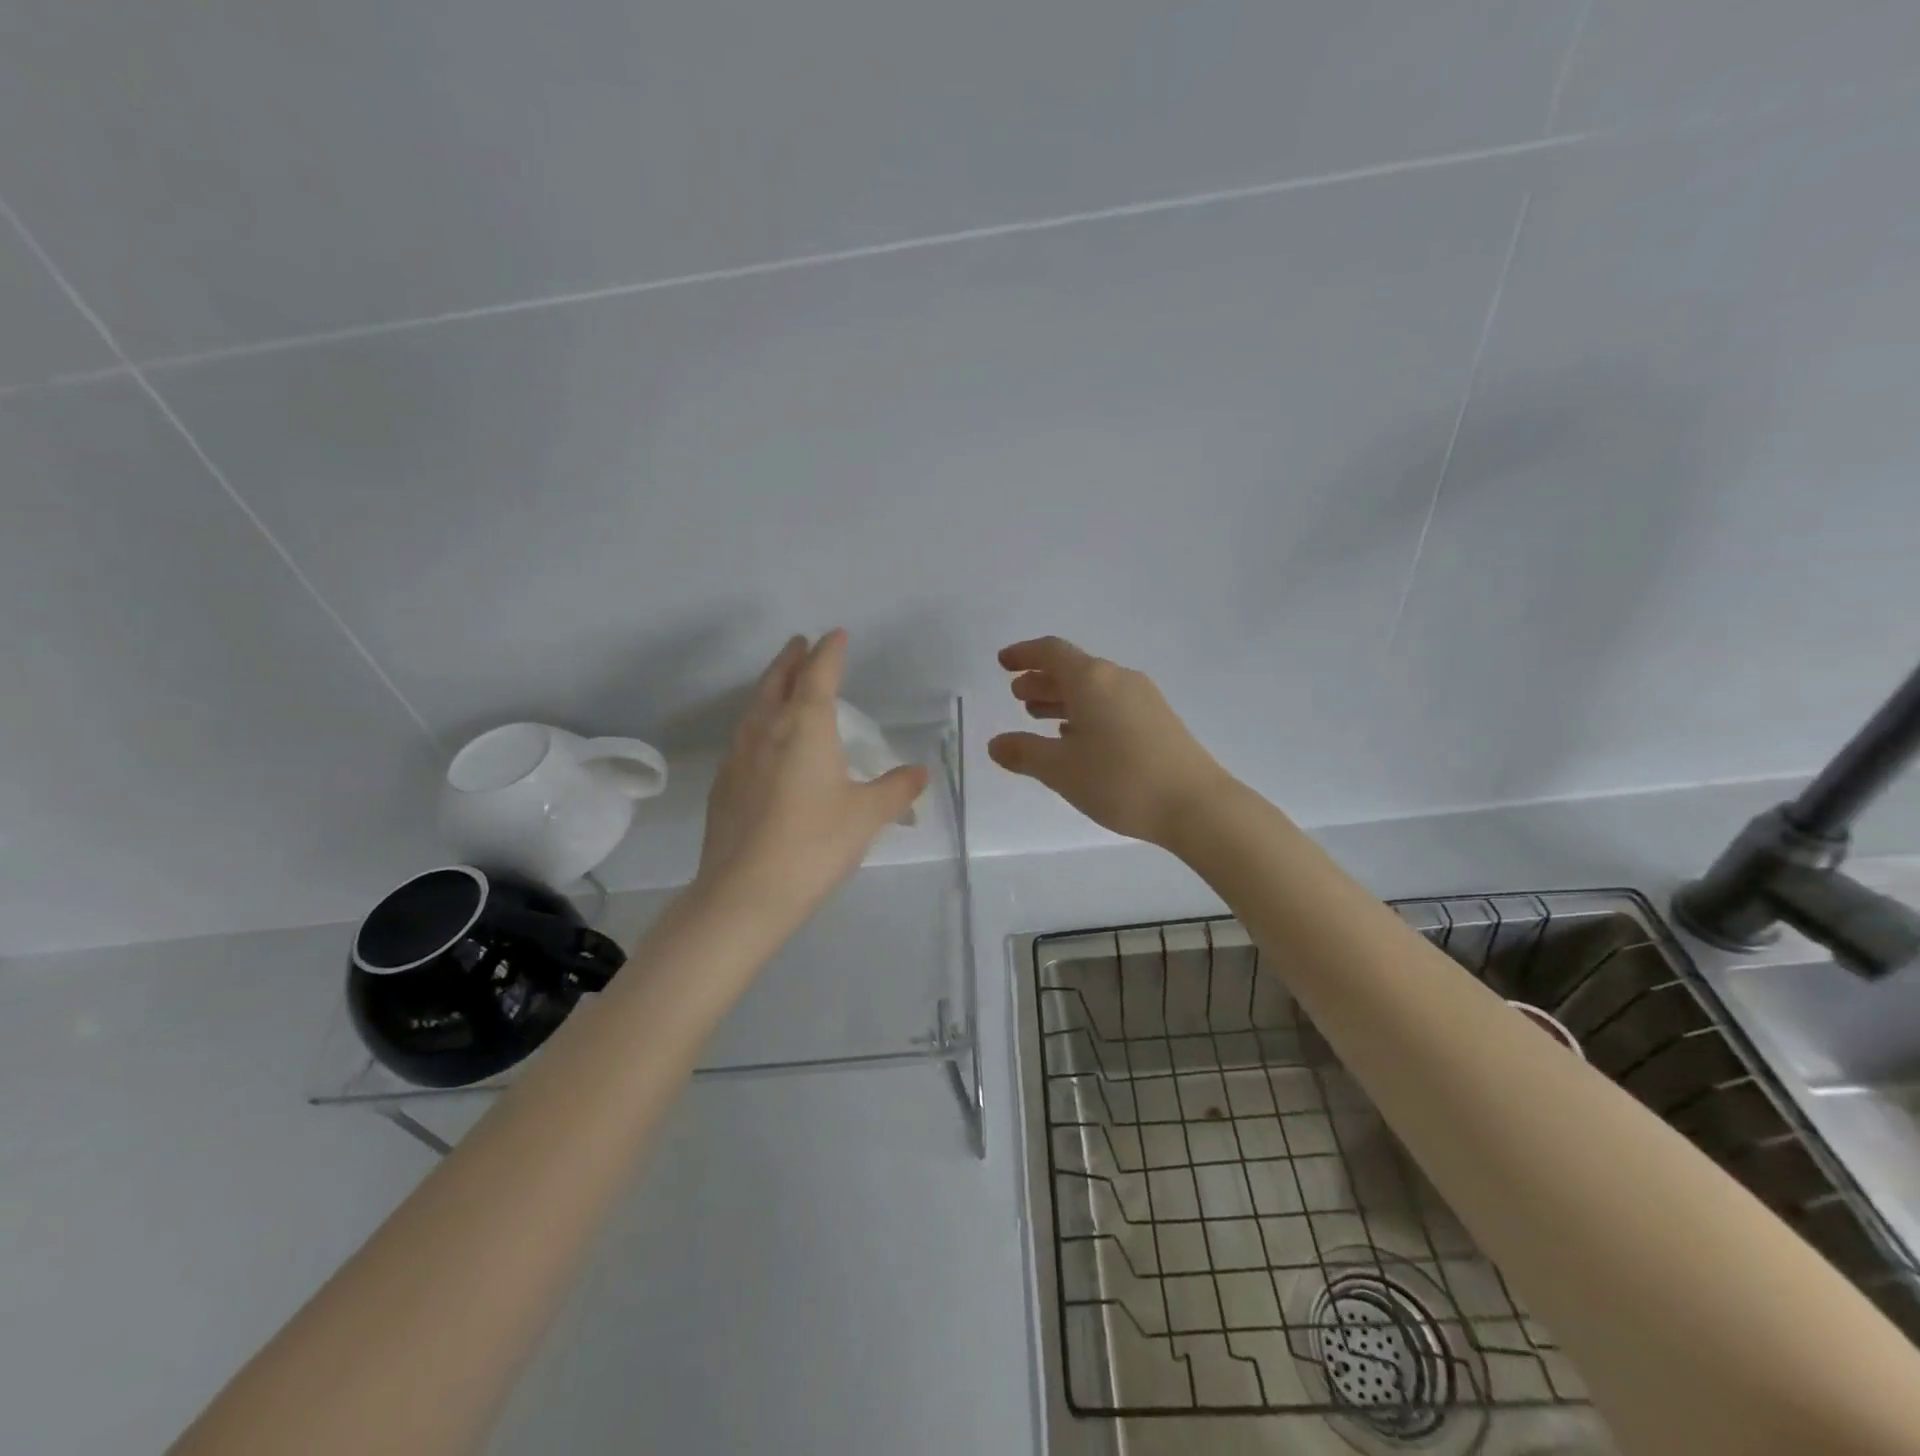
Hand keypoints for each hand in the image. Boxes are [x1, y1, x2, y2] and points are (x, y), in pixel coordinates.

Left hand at [695, 631, 928, 927]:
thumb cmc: (815, 844)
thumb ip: (895, 789)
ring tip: (782, 682)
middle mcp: (767, 729)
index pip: (819, 674)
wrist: (744, 893)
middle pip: (778, 680)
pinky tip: (764, 741)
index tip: (836, 635)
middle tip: (800, 644)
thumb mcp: (867, 816)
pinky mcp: (723, 784)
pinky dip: (758, 721)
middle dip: (792, 659)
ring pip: (755, 706)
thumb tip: (919, 772)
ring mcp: (738, 756)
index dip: (830, 651)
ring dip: (771, 686)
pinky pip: (744, 736)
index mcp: (805, 726)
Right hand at [988, 637, 1233, 847]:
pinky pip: (1111, 703)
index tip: (1003, 663)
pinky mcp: (1158, 720)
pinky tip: (1077, 738)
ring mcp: (1143, 698)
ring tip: (1039, 717)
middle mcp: (1118, 679)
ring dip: (1063, 697)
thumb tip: (996, 744)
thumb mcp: (1061, 770)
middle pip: (1073, 668)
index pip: (1052, 652)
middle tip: (1017, 696)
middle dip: (1041, 680)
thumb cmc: (1120, 780)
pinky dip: (1086, 712)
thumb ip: (1024, 753)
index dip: (1024, 654)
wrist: (1196, 805)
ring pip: (1093, 688)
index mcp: (1092, 680)